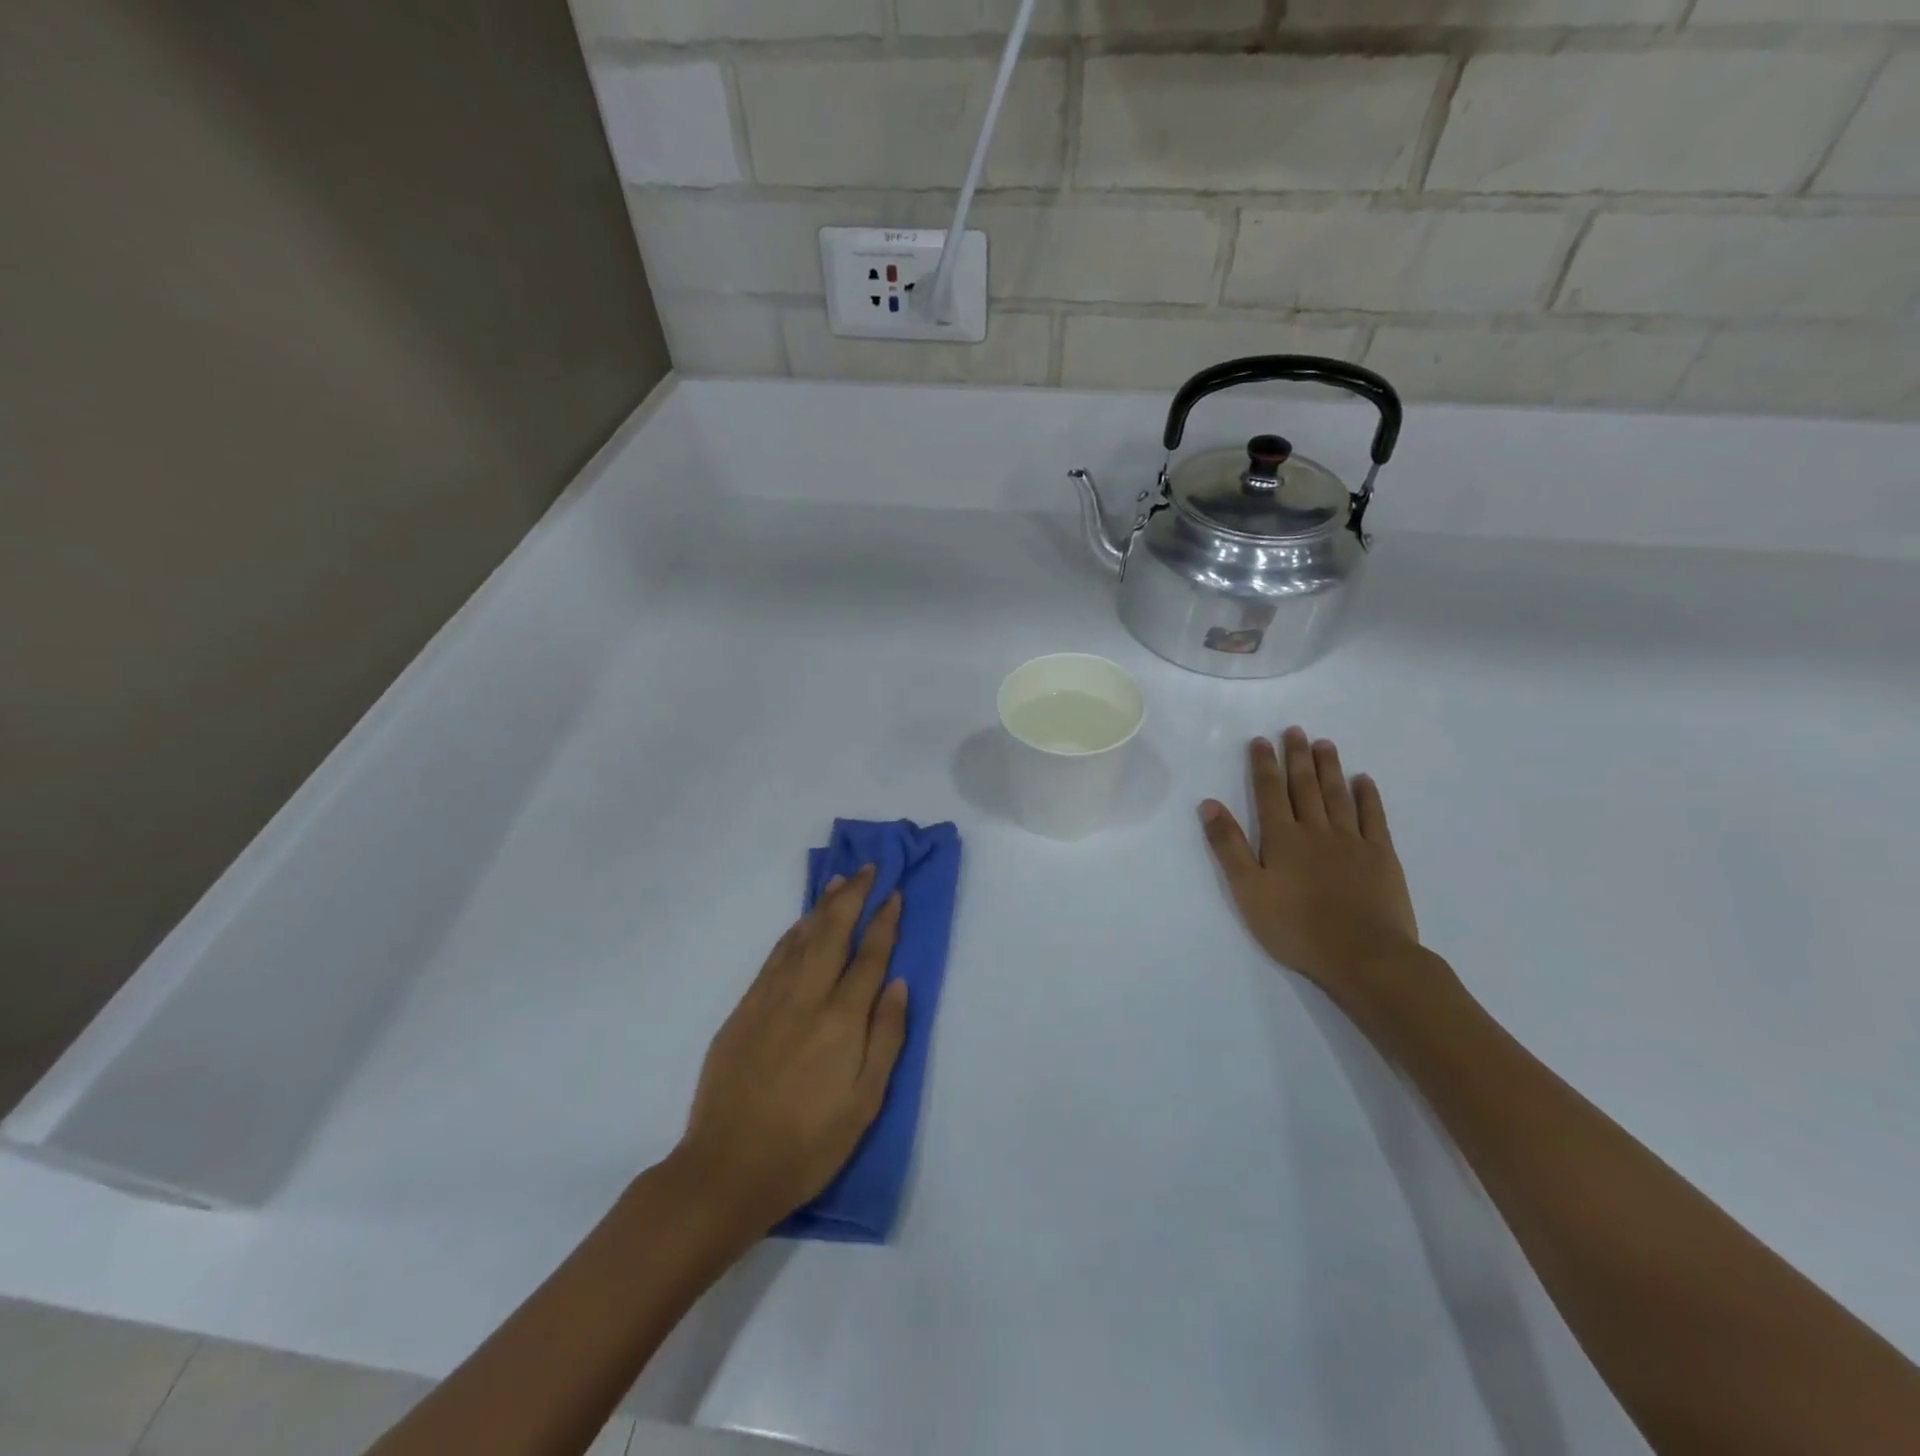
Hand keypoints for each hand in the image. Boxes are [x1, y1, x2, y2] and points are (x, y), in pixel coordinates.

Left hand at [676, 867, 907, 1228]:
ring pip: (801, 939)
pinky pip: (773, 960)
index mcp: (842, 1020)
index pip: (870, 957)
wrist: (727, 1170)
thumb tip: (900, 984)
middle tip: (869, 869)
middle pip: (834, 933)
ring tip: (839, 882)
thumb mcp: (865, 1102)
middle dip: (854, 897)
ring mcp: (770, 1001)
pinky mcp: (743, 1012)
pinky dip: (792, 935)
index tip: (895, 894)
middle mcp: (806, 998)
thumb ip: (886, 1037)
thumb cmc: (808, 1144)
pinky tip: (800, 925)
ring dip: (823, 907)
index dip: (885, 922)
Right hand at [1200, 728, 1426, 1016]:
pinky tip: (1364, 781)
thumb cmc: (1295, 927)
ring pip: (1338, 795)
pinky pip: (1374, 818)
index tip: (1261, 740)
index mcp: (1281, 838)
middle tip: (1295, 731)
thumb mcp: (1247, 890)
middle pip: (1304, 786)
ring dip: (1329, 768)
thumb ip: (1228, 846)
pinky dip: (1368, 796)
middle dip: (1297, 757)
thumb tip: (1209, 803)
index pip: (1269, 792)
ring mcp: (1352, 841)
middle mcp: (1316, 830)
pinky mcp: (1381, 856)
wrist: (1363, 956)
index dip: (1264, 765)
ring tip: (1324, 744)